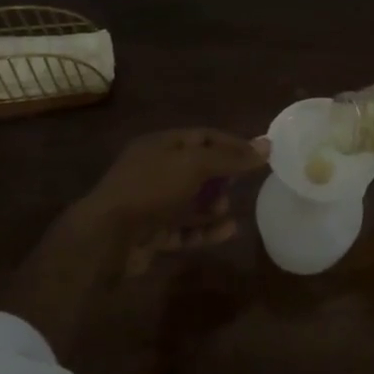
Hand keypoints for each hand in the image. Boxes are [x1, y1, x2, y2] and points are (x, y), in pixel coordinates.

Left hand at [71, 127, 268, 253]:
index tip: (259, 154)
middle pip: (196, 168)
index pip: (202, 136)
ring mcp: (150, 203)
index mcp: (159, 145)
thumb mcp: (194, 166)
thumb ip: (231, 157)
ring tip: (229, 210)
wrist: (106, 237)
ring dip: (213, 205)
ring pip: (190, 201)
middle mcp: (153, 170)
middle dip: (221, 176)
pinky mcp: (151, 233)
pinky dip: (205, 231)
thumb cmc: (151, 189)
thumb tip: (267, 145)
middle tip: (242, 183)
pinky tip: (227, 231)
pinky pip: (184, 229)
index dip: (231, 143)